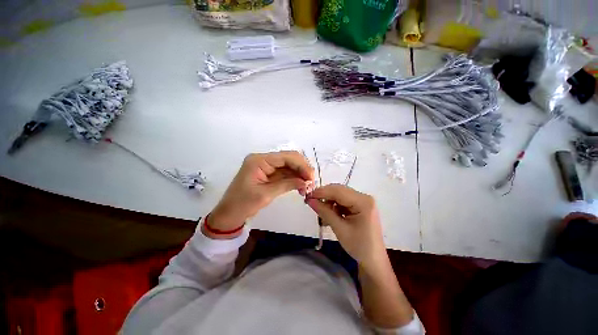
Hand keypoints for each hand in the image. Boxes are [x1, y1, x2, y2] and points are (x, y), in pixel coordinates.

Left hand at [208, 151, 313, 236]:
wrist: (230, 214)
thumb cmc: (243, 204)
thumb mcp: (266, 194)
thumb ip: (287, 184)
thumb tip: (306, 181)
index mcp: (259, 160)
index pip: (285, 157)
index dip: (301, 165)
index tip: (311, 177)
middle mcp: (263, 159)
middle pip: (288, 159)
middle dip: (301, 169)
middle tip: (311, 182)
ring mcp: (266, 166)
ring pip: (288, 166)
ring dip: (299, 174)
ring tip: (307, 186)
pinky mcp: (268, 174)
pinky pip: (284, 173)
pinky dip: (293, 178)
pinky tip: (300, 185)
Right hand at [306, 184, 386, 271]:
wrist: (373, 260)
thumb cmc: (359, 247)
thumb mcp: (339, 229)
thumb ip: (324, 212)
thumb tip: (310, 200)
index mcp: (363, 202)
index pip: (339, 191)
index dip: (322, 192)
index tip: (308, 196)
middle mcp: (364, 197)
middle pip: (339, 191)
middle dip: (324, 196)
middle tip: (311, 202)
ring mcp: (362, 201)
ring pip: (340, 195)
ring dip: (329, 202)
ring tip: (321, 214)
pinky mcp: (360, 206)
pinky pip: (343, 201)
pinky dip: (334, 206)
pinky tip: (329, 215)